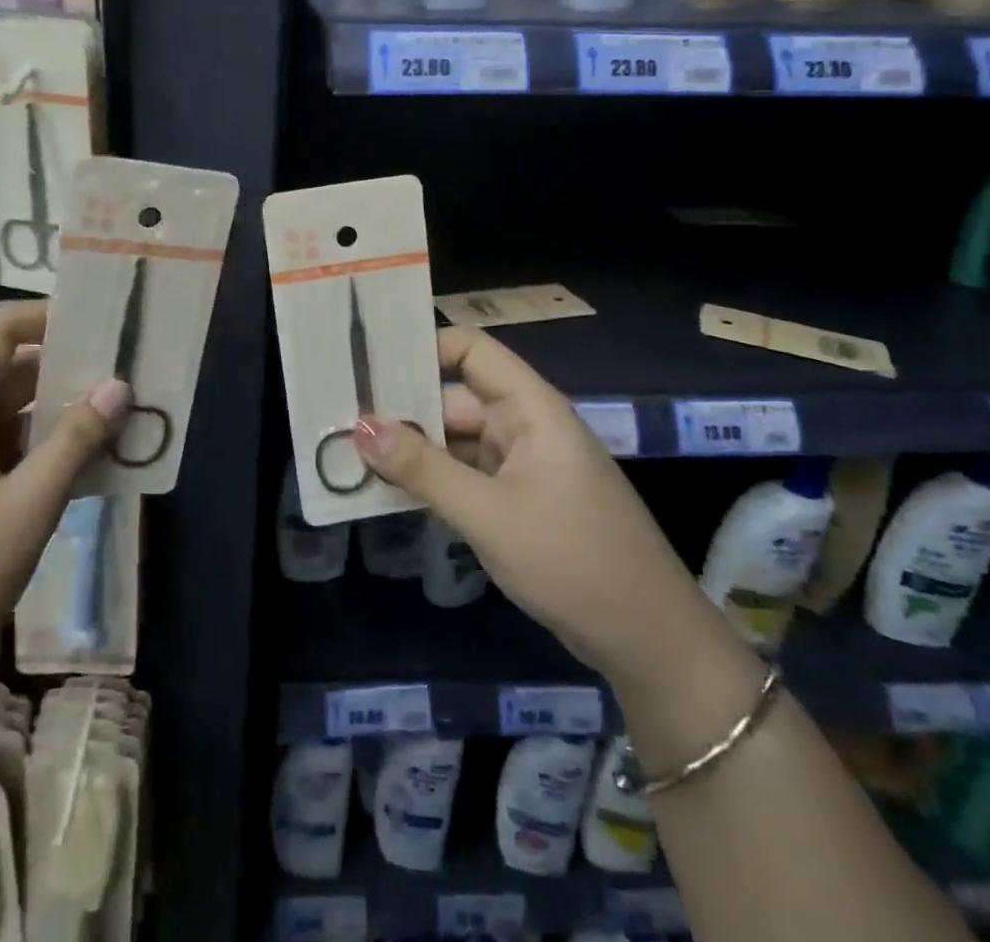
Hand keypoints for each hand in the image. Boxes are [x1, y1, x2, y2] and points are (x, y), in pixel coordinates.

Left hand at [0, 302, 127, 742]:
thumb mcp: (25, 510)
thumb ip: (76, 441)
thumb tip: (119, 385)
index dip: (50, 316)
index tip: (105, 327)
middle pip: (4, 368)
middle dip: (65, 368)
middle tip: (126, 378)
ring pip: (3, 412)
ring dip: (55, 413)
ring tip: (115, 421)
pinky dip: (36, 449)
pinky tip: (78, 469)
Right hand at [353, 326, 718, 683]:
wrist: (650, 642)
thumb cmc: (573, 560)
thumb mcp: (488, 514)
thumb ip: (422, 468)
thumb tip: (360, 425)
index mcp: (530, 408)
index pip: (471, 350)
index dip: (422, 348)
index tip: (367, 363)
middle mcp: (524, 426)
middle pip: (453, 400)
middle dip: (402, 411)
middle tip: (339, 420)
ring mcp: (522, 465)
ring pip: (455, 442)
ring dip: (412, 451)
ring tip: (349, 454)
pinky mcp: (518, 501)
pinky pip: (465, 476)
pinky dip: (431, 482)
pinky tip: (388, 490)